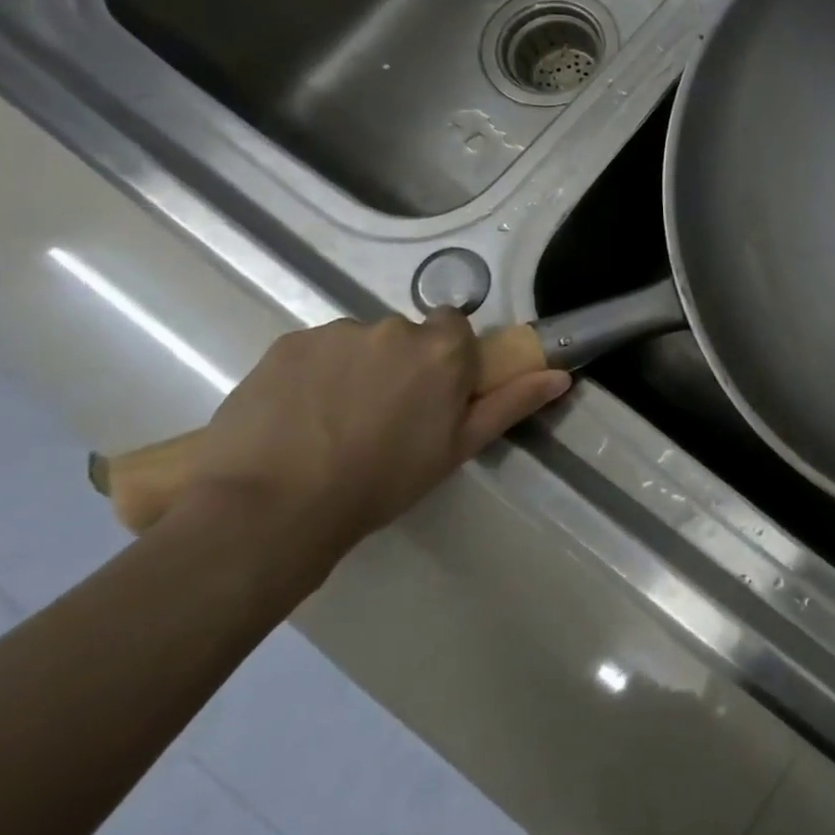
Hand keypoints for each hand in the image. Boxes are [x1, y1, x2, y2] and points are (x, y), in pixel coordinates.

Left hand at [189, 310, 571, 561]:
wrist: (274, 507)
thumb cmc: (383, 481)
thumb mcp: (458, 447)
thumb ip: (511, 403)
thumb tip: (561, 376)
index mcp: (442, 349)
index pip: (454, 328)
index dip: (444, 360)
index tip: (432, 397)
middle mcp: (393, 327)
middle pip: (405, 336)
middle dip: (400, 365)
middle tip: (382, 419)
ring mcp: (335, 332)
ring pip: (358, 344)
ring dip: (356, 370)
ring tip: (333, 424)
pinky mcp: (286, 344)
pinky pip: (314, 352)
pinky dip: (313, 375)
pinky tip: (299, 418)